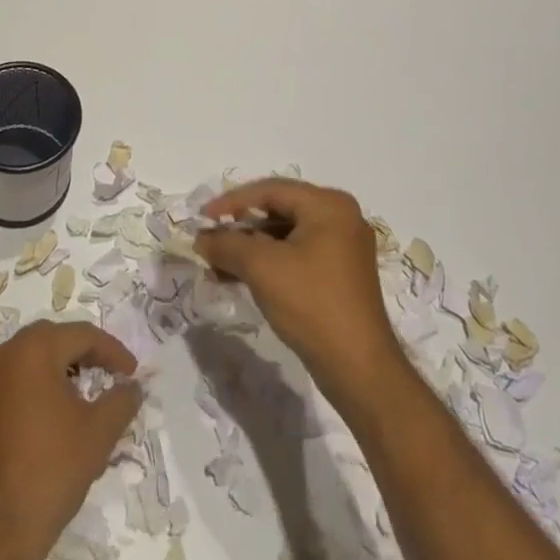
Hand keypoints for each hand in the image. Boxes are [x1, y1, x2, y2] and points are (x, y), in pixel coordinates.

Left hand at [0, 320, 141, 559]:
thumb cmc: (51, 470)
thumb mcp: (98, 433)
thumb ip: (121, 400)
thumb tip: (134, 386)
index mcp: (33, 349)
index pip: (82, 335)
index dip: (112, 351)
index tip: (133, 373)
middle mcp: (4, 354)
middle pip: (54, 340)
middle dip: (85, 354)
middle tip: (110, 375)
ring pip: (31, 358)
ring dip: (61, 368)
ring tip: (85, 393)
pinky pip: (14, 380)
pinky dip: (38, 385)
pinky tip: (54, 412)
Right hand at [195, 179, 403, 398]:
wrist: (359, 369)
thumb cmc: (311, 304)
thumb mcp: (261, 268)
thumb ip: (227, 244)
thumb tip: (201, 238)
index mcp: (328, 205)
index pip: (270, 190)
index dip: (232, 202)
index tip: (201, 217)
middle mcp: (340, 217)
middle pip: (278, 210)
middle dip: (240, 227)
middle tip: (209, 238)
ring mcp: (343, 247)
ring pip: (285, 235)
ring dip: (250, 248)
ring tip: (217, 263)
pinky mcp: (340, 274)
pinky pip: (296, 255)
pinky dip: (268, 262)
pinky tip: (240, 277)